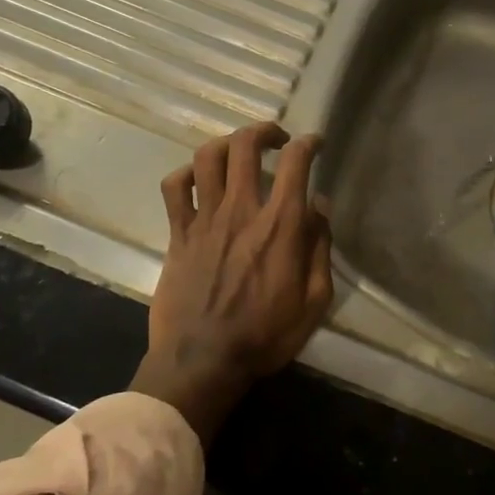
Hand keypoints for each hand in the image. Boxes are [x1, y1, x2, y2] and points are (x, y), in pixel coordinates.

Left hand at [130, 123, 333, 442]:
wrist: (202, 363)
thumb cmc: (265, 336)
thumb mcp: (314, 301)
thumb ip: (320, 248)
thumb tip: (320, 206)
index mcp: (280, 225)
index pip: (295, 162)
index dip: (308, 143)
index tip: (314, 143)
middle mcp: (241, 210)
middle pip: (246, 145)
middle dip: (264, 130)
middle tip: (275, 140)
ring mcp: (204, 219)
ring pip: (207, 157)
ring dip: (226, 143)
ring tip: (238, 152)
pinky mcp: (178, 234)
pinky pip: (174, 188)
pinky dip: (186, 174)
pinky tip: (198, 180)